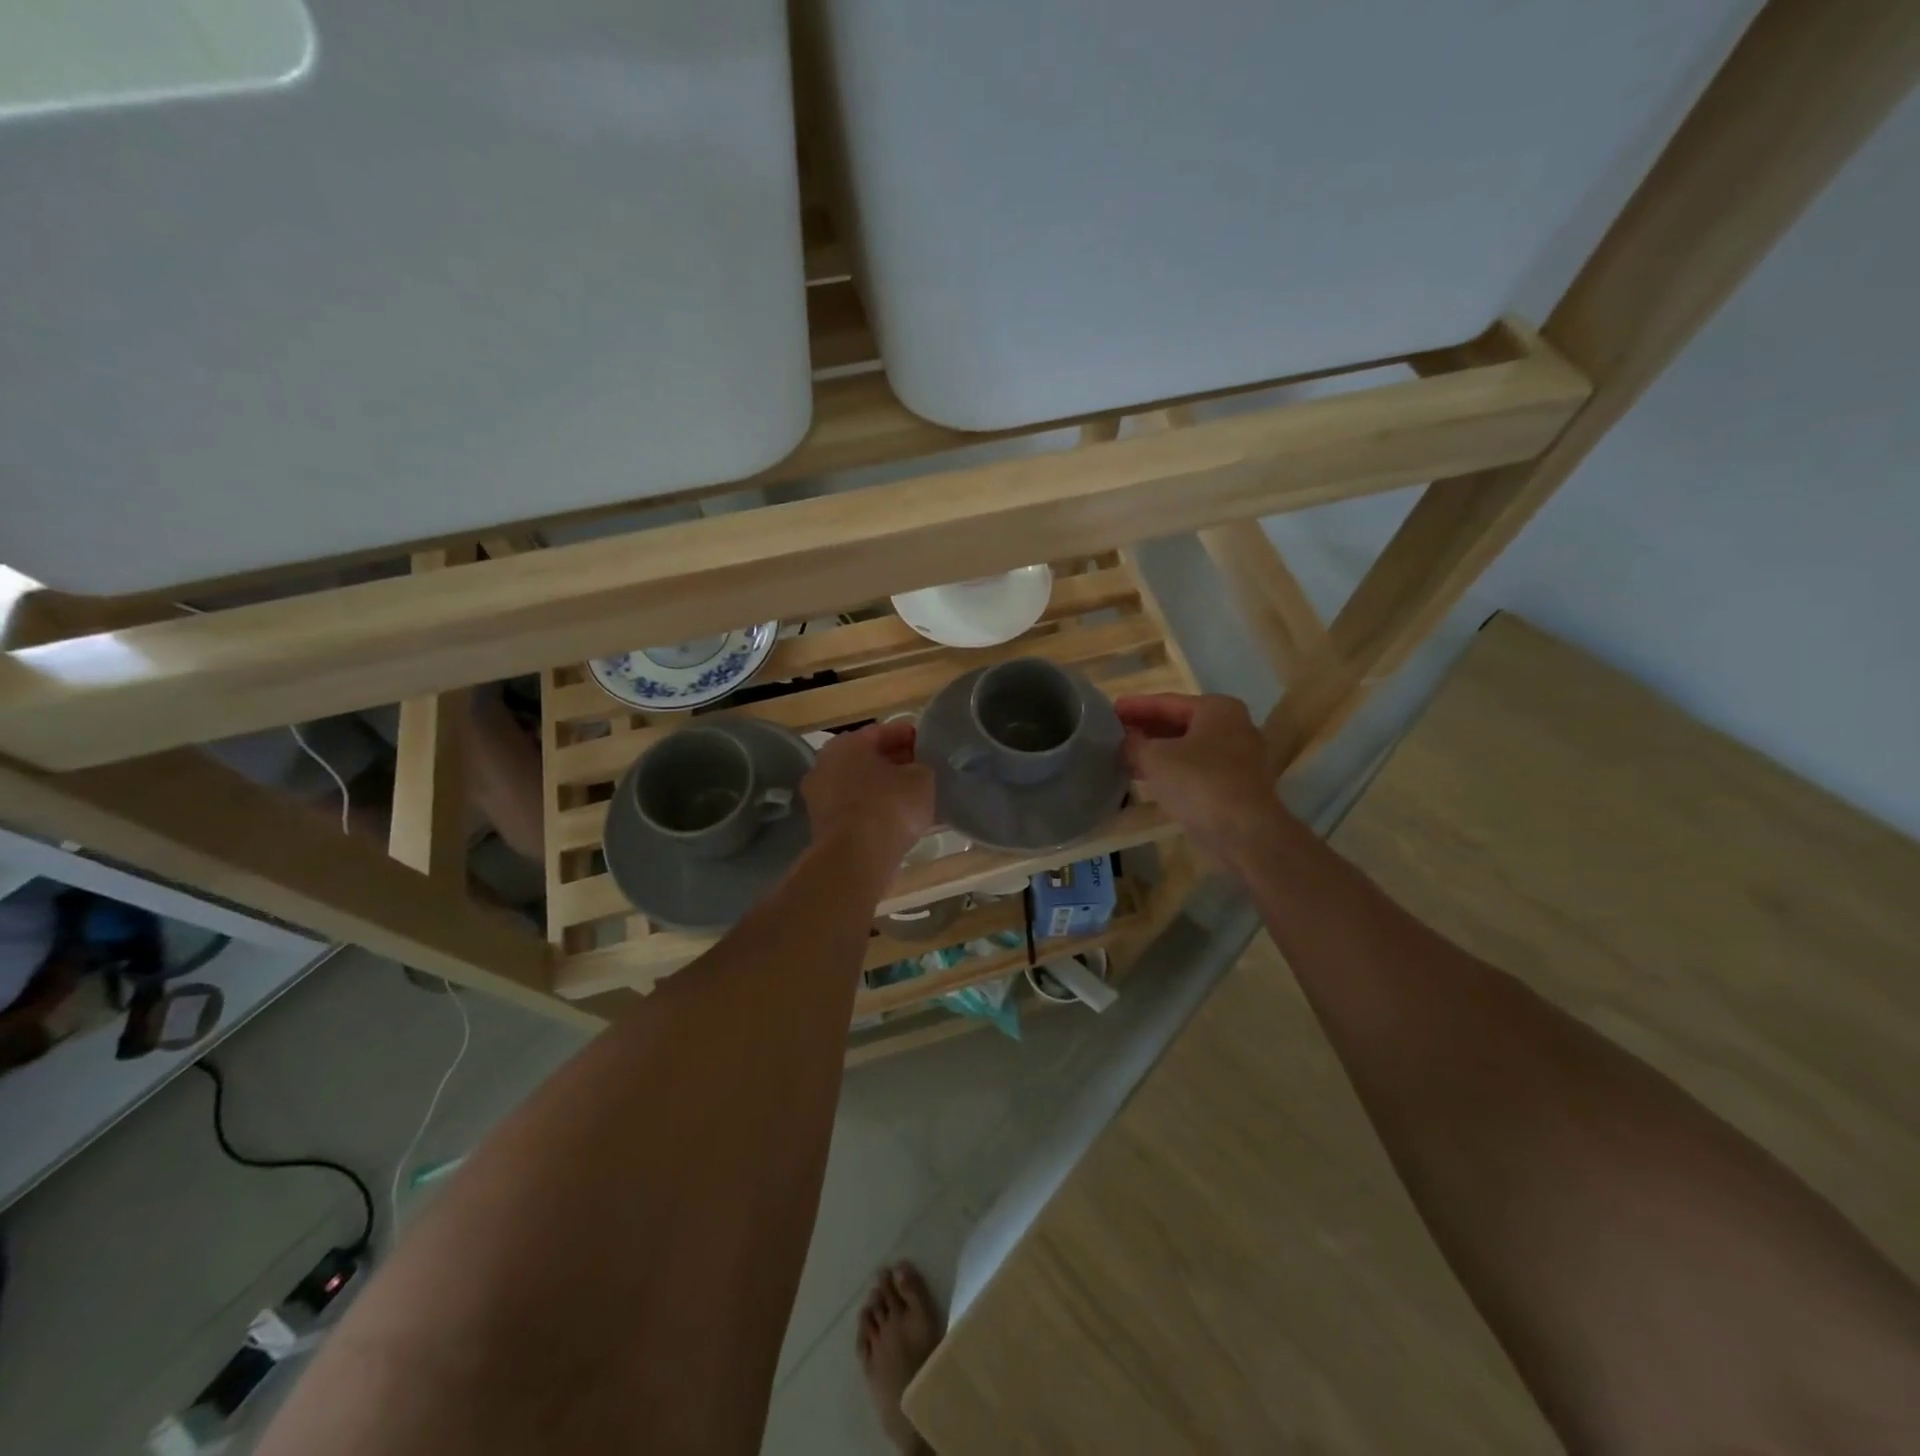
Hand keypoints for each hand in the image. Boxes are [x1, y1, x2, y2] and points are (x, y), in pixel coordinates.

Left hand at [801, 721, 935, 868]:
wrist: (856, 858)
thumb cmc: (889, 806)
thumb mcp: (921, 779)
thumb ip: (922, 766)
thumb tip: (918, 769)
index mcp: (846, 744)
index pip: (883, 732)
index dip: (908, 736)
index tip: (929, 744)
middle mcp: (826, 766)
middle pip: (869, 760)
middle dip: (897, 764)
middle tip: (925, 770)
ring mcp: (821, 799)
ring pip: (864, 788)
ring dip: (889, 791)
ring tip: (919, 798)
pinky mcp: (825, 828)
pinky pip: (859, 812)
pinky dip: (879, 813)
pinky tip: (904, 822)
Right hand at [1114, 693, 1299, 872]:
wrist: (1244, 833)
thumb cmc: (1199, 782)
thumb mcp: (1155, 758)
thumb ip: (1134, 745)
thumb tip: (1125, 742)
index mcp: (1217, 709)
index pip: (1167, 702)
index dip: (1135, 706)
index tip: (1109, 710)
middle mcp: (1232, 727)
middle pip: (1179, 723)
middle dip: (1146, 728)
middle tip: (1114, 732)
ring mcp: (1237, 758)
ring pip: (1186, 748)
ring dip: (1156, 751)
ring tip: (1124, 755)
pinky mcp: (1234, 786)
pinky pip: (1194, 769)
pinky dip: (1170, 770)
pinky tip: (1146, 777)